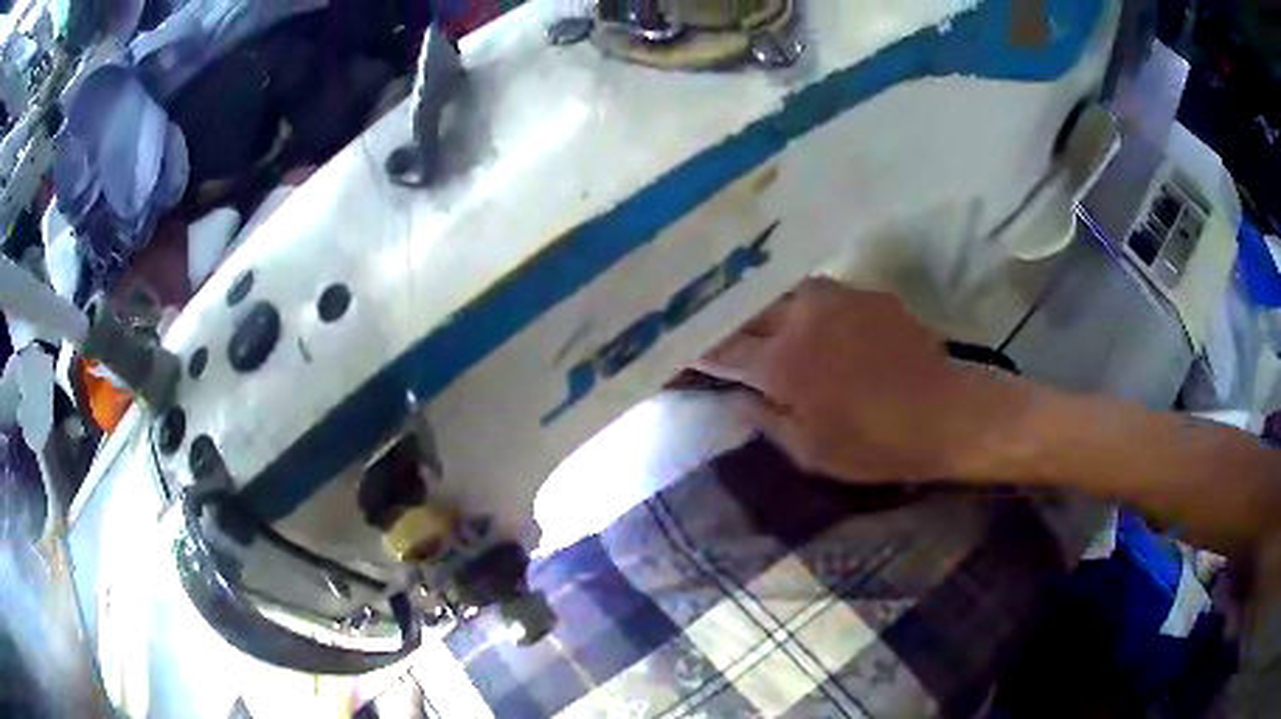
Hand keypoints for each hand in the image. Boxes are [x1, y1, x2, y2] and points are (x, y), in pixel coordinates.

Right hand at [698, 278, 1024, 482]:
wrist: (947, 413)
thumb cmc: (875, 444)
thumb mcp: (810, 452)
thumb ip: (765, 420)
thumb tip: (736, 397)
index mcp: (782, 362)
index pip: (720, 349)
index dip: (693, 351)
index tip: (672, 351)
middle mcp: (801, 317)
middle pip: (745, 309)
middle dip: (722, 319)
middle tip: (705, 326)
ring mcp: (835, 298)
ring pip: (781, 293)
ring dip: (761, 306)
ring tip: (750, 314)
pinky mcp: (864, 293)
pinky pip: (820, 293)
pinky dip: (802, 305)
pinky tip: (807, 317)